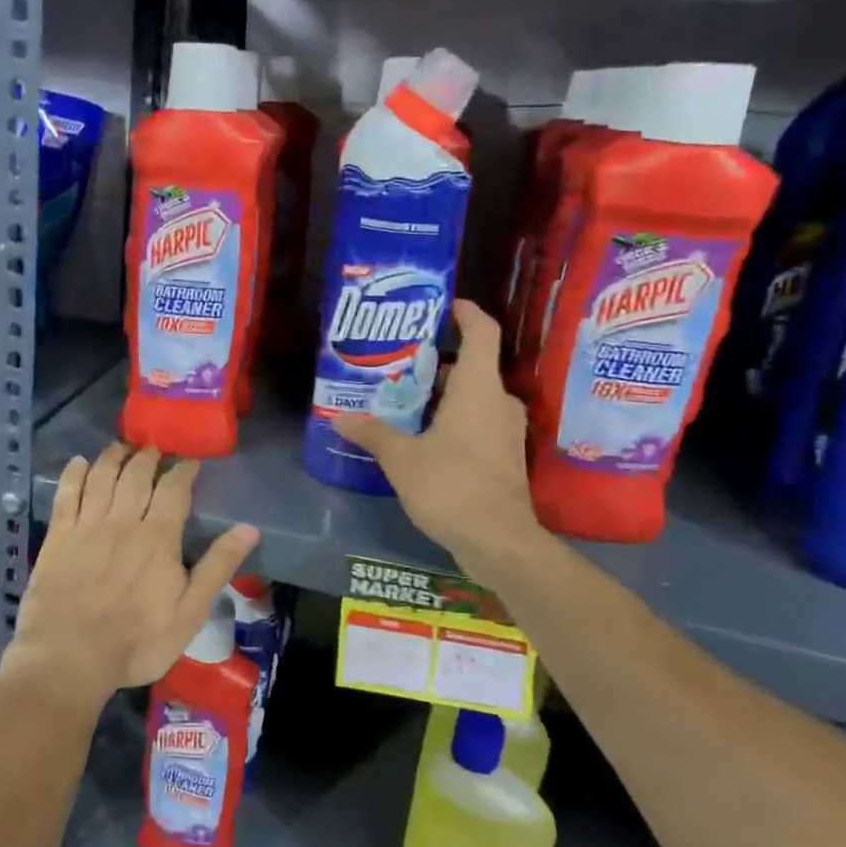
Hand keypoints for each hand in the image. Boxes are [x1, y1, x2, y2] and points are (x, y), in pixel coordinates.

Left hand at [4, 443, 258, 711]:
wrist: (70, 658)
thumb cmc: (137, 641)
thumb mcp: (189, 612)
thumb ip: (217, 566)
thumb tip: (249, 529)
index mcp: (158, 536)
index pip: (174, 489)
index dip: (183, 470)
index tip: (190, 460)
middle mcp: (122, 520)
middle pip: (136, 475)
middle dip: (148, 457)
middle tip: (155, 449)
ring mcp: (86, 526)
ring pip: (102, 477)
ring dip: (114, 457)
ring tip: (122, 446)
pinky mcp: (58, 537)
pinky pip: (66, 494)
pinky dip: (74, 474)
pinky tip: (79, 462)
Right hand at [333, 299, 548, 578]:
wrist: (498, 541)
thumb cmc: (451, 486)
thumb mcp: (401, 458)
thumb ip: (372, 433)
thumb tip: (339, 418)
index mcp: (478, 389)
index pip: (482, 332)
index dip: (467, 312)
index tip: (445, 304)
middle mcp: (498, 402)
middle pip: (473, 366)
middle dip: (438, 360)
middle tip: (400, 361)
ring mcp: (506, 431)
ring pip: (475, 396)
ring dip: (444, 392)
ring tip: (405, 397)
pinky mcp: (505, 456)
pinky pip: (479, 421)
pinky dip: (454, 417)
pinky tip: (423, 434)